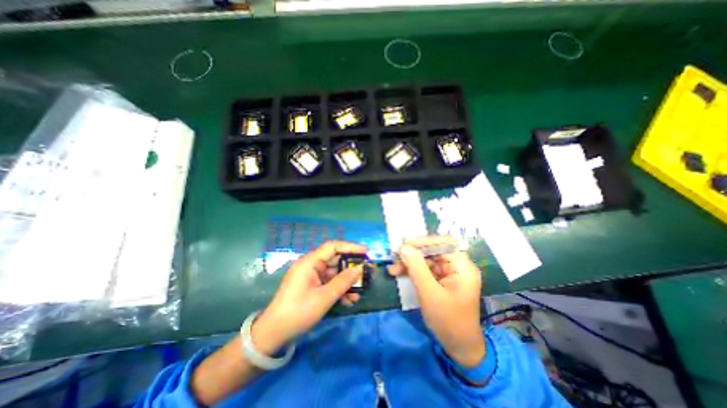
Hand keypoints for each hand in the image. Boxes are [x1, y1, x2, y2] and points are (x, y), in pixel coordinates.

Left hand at [252, 241, 366, 355]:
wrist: (274, 334)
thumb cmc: (298, 313)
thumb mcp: (324, 298)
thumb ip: (343, 282)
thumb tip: (359, 269)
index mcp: (310, 262)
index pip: (333, 246)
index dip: (351, 247)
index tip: (366, 252)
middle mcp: (311, 265)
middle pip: (335, 260)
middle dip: (351, 268)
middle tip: (366, 274)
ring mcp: (311, 276)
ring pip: (334, 273)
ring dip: (346, 283)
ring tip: (359, 294)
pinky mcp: (312, 286)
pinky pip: (329, 283)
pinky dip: (339, 290)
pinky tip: (348, 301)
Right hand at [389, 236, 483, 366]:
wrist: (458, 347)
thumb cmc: (448, 321)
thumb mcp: (429, 293)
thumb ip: (416, 268)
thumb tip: (403, 247)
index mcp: (462, 266)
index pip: (444, 243)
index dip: (424, 241)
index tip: (404, 244)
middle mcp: (457, 265)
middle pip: (433, 250)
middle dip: (413, 253)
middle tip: (395, 256)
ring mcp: (449, 272)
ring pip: (426, 259)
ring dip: (409, 262)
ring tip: (393, 269)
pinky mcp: (441, 279)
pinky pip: (425, 269)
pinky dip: (412, 270)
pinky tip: (399, 273)